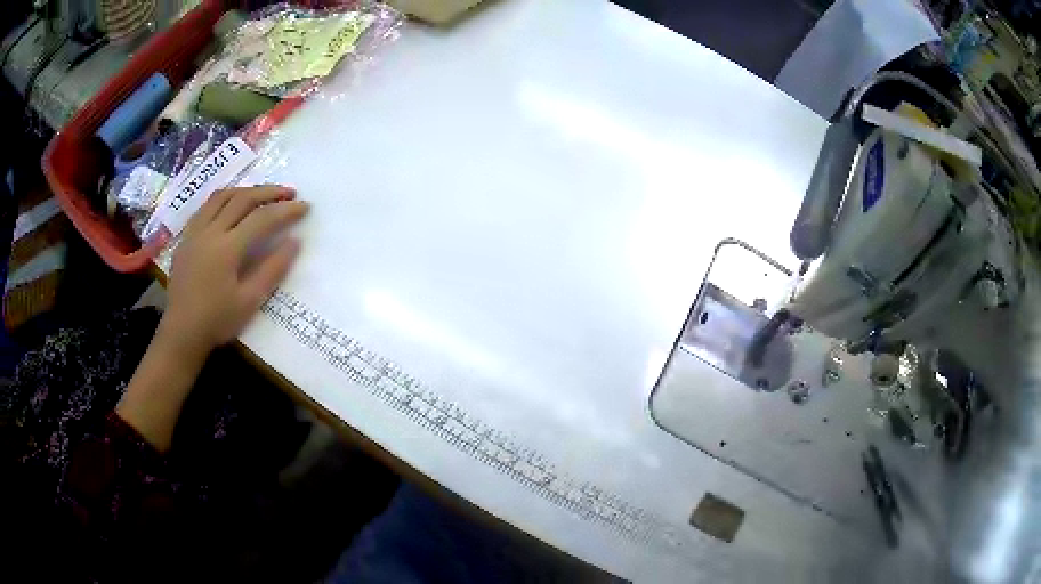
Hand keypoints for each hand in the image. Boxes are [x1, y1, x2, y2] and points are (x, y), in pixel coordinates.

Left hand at [162, 185, 308, 358]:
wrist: (182, 332)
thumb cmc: (217, 321)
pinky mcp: (186, 237)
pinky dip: (225, 199)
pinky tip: (232, 206)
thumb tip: (294, 242)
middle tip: (290, 193)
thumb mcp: (249, 301)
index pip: (262, 219)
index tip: (305, 207)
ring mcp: (195, 231)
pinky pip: (207, 206)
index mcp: (227, 248)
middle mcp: (210, 231)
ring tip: (263, 194)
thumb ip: (272, 269)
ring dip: (247, 190)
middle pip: (243, 198)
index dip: (286, 210)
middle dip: (269, 192)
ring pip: (223, 196)